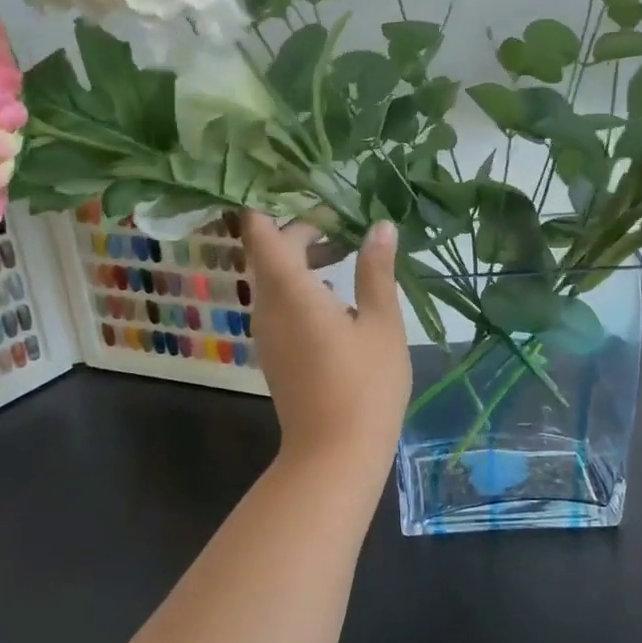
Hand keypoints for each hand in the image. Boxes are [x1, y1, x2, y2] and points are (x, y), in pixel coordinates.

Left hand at [243, 214, 410, 479]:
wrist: (334, 455)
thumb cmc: (365, 385)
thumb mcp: (382, 323)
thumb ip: (377, 271)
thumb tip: (380, 226)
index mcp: (289, 290)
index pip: (259, 231)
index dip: (271, 203)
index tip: (303, 188)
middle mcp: (267, 304)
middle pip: (269, 251)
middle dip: (303, 231)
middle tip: (346, 225)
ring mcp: (267, 331)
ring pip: (273, 278)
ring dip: (303, 259)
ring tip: (348, 254)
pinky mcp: (274, 351)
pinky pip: (278, 302)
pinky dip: (301, 286)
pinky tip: (339, 297)